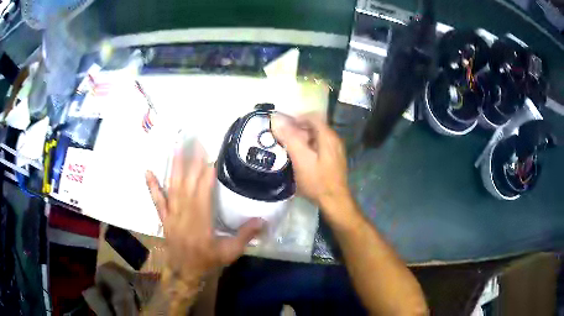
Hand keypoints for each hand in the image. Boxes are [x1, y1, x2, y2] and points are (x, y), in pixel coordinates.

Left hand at [145, 143, 262, 283]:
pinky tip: (147, 171)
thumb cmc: (208, 261)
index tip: (211, 154)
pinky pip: (157, 200)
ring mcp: (172, 214)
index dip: (207, 173)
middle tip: (194, 140)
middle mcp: (185, 213)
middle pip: (188, 183)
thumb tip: (263, 219)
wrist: (184, 271)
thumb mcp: (230, 252)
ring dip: (174, 166)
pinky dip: (152, 186)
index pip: (204, 191)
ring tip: (175, 146)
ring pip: (173, 186)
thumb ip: (245, 235)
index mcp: (202, 221)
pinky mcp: (164, 217)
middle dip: (192, 161)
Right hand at [271, 113, 350, 211]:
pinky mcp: (334, 159)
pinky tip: (300, 158)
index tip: (283, 126)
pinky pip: (320, 146)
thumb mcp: (300, 159)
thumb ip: (289, 138)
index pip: (312, 116)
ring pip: (317, 137)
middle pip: (315, 126)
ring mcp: (336, 150)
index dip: (296, 118)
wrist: (334, 201)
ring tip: (289, 148)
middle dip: (298, 129)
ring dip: (302, 139)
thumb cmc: (317, 180)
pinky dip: (308, 147)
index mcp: (327, 136)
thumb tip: (277, 120)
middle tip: (283, 138)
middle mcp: (334, 140)